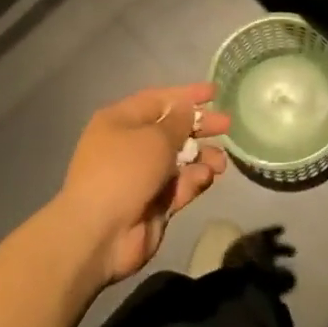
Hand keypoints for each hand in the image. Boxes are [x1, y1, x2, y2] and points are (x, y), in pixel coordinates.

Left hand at [58, 82, 229, 282]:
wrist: (100, 233)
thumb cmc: (124, 171)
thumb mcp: (155, 138)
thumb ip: (178, 122)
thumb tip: (187, 109)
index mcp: (121, 121)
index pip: (159, 100)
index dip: (187, 95)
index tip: (215, 92)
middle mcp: (130, 145)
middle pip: (172, 129)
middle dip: (200, 127)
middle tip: (227, 126)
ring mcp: (142, 176)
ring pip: (180, 159)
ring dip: (202, 157)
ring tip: (220, 162)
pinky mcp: (153, 203)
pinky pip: (179, 185)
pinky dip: (193, 180)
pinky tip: (205, 178)